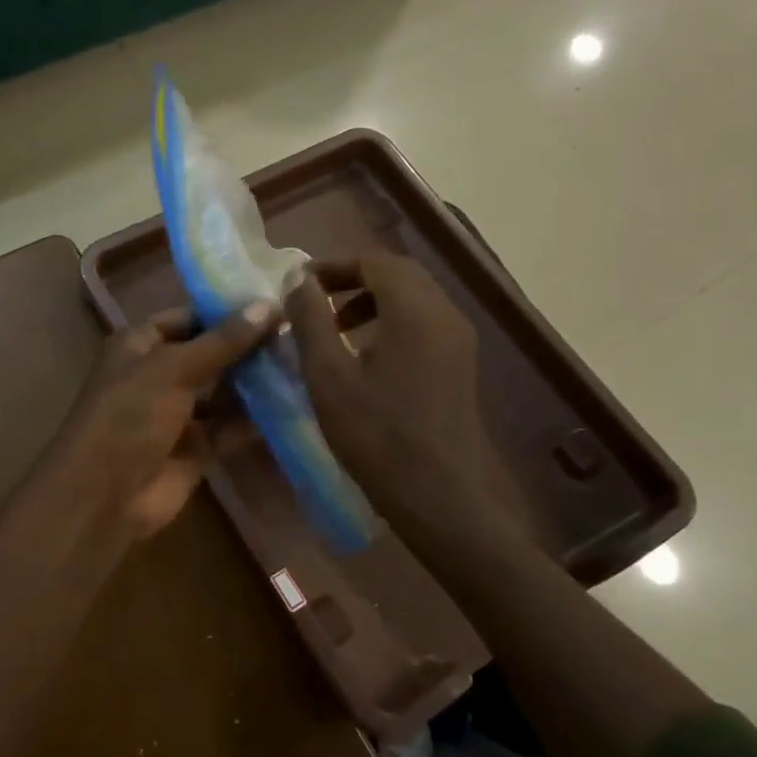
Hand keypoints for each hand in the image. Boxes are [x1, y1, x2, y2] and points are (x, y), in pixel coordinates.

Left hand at [38, 302, 274, 553]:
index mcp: (139, 345)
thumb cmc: (130, 415)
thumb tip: (269, 305)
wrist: (104, 495)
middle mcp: (157, 375)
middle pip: (208, 355)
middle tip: (297, 337)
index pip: (187, 318)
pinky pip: (227, 428)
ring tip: (301, 368)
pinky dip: (252, 421)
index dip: (225, 313)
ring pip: (221, 393)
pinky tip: (291, 407)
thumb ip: (223, 341)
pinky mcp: (194, 449)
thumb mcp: (174, 368)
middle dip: (246, 349)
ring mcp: (176, 414)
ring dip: (253, 385)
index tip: (273, 306)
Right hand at [287, 253, 527, 542]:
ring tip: (334, 329)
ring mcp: (458, 340)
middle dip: (352, 279)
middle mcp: (444, 313)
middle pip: (397, 273)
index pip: (373, 260)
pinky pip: (424, 323)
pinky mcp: (460, 364)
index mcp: (414, 309)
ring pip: (413, 298)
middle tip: (314, 302)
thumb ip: (311, 320)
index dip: (332, 265)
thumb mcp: (329, 377)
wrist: (441, 496)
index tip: (297, 286)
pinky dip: (391, 322)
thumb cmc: (377, 436)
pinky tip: (365, 357)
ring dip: (371, 300)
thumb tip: (297, 278)